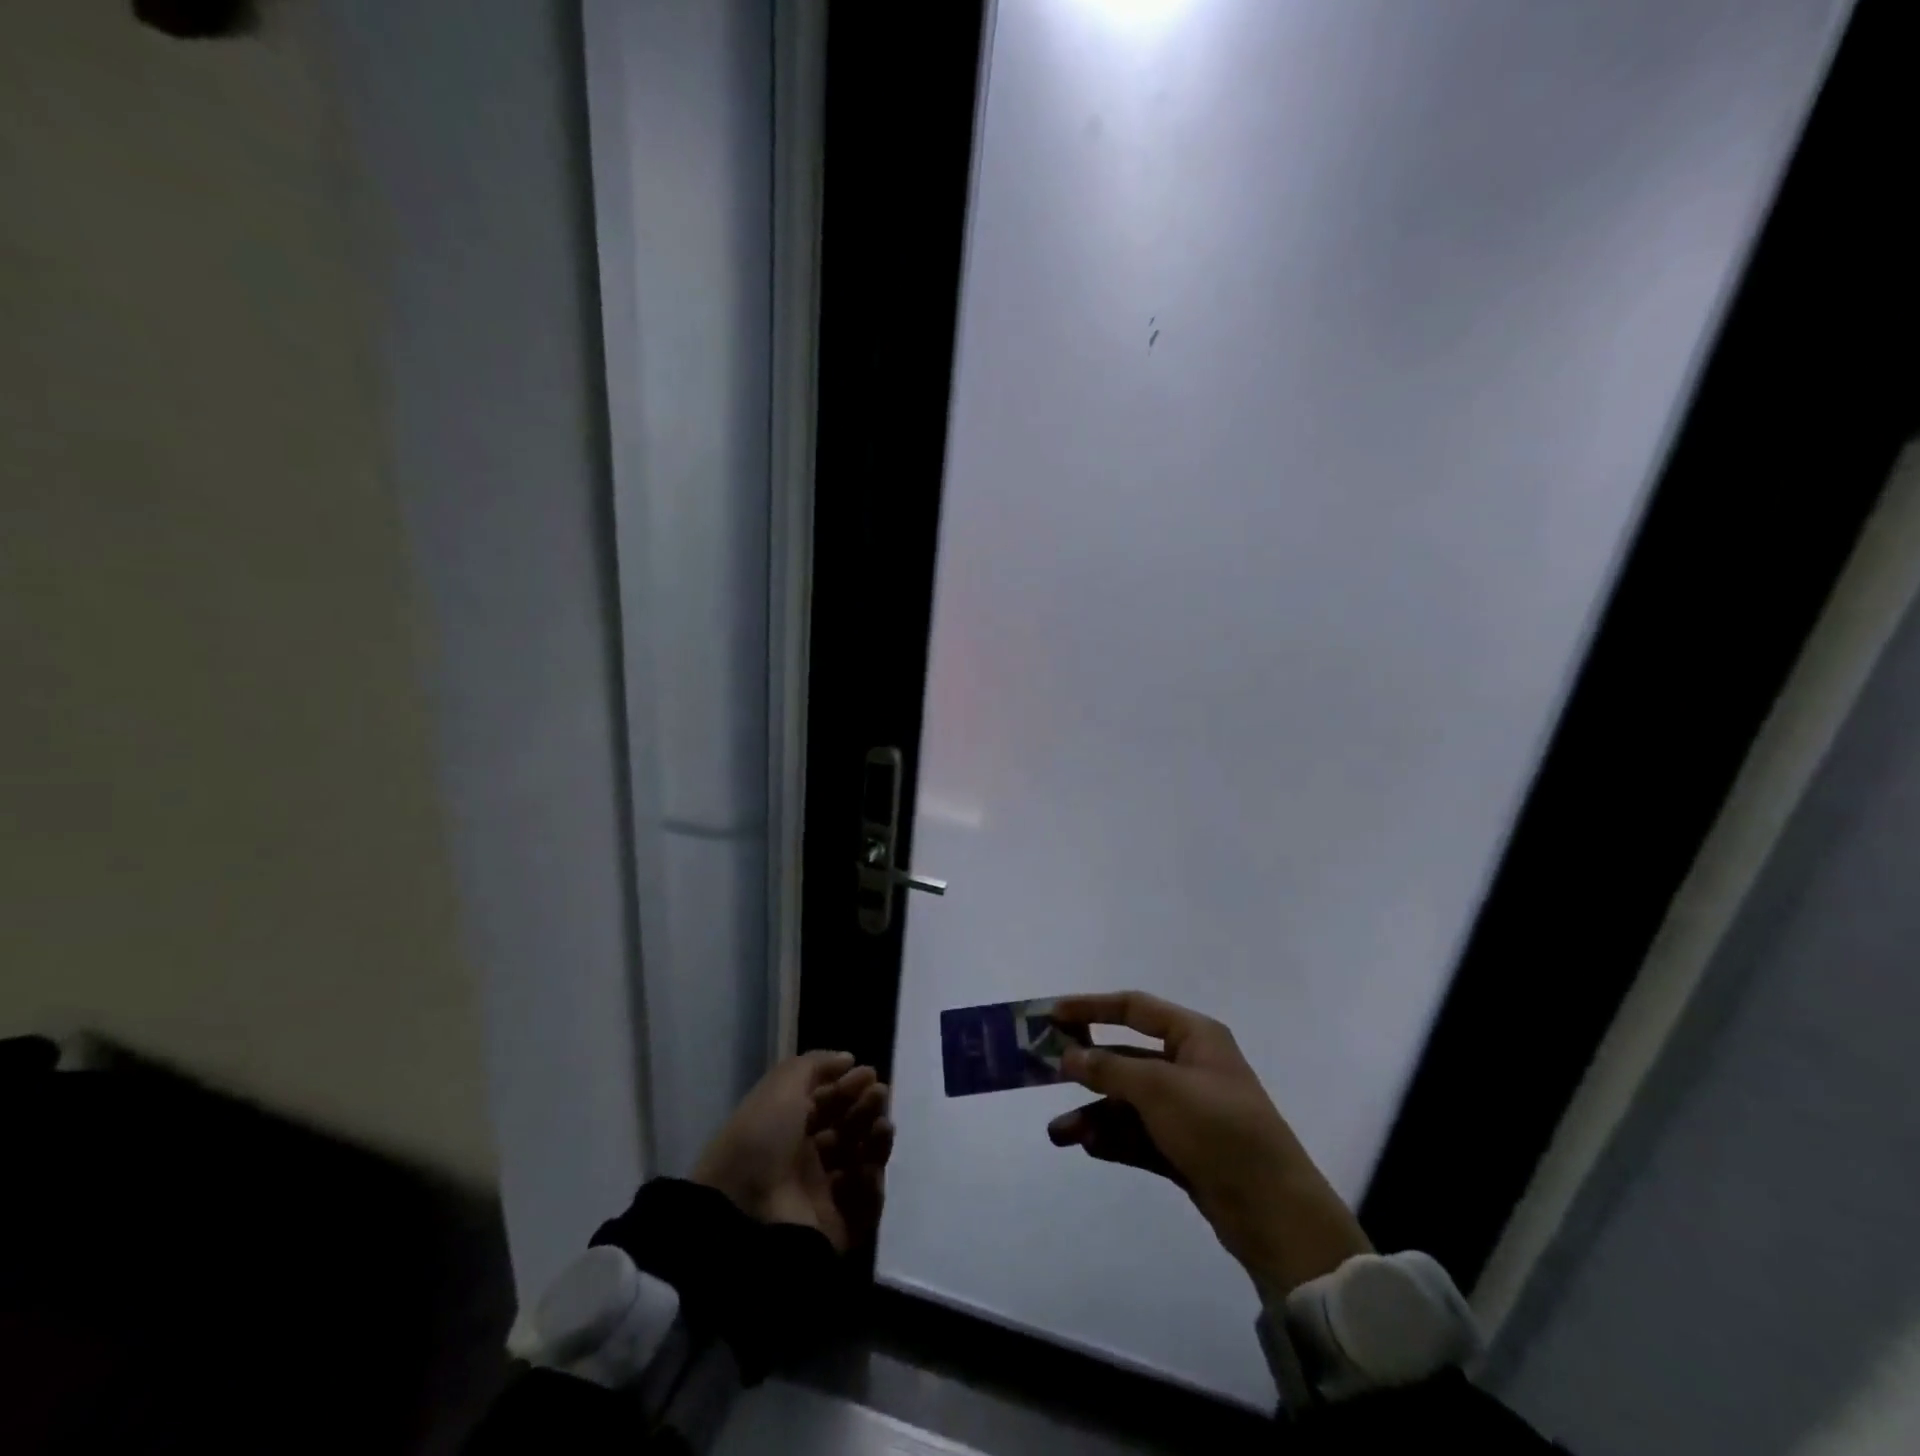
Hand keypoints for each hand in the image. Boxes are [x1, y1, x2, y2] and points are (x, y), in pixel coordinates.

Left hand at [692, 1051, 893, 1253]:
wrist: (745, 1213)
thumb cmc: (761, 1139)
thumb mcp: (781, 1086)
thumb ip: (815, 1065)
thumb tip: (848, 1059)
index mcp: (786, 1128)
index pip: (825, 1103)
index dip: (847, 1086)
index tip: (869, 1073)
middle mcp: (803, 1161)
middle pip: (846, 1130)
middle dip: (865, 1108)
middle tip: (880, 1094)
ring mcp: (819, 1197)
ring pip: (860, 1164)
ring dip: (876, 1142)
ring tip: (883, 1127)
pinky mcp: (835, 1230)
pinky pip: (864, 1205)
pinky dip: (872, 1185)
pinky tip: (871, 1168)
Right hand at [1046, 991, 1370, 1298]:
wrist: (1275, 1213)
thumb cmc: (1218, 1128)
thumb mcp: (1159, 1089)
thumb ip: (1108, 1069)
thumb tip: (1067, 1056)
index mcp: (1194, 1036)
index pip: (1134, 1008)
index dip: (1091, 1007)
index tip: (1051, 1015)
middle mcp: (1190, 1067)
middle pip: (1126, 1058)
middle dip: (1087, 1070)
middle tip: (1043, 1074)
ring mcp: (1187, 1111)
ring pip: (1128, 1103)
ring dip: (1093, 1114)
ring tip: (1059, 1135)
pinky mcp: (1185, 1150)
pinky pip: (1138, 1135)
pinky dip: (1113, 1138)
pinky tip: (1087, 1147)